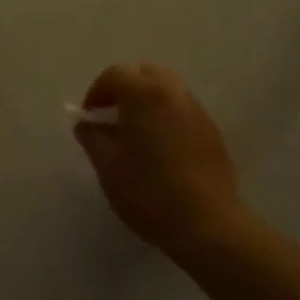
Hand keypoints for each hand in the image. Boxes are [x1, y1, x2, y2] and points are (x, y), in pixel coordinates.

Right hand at [75, 63, 243, 259]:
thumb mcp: (108, 166)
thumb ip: (92, 137)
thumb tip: (86, 123)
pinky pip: (184, 111)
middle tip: (114, 117)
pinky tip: (163, 150)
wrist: (208, 226)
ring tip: (138, 134)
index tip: (90, 118)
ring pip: (168, 90)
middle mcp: (173, 92)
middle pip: (145, 74)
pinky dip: (168, 118)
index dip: (96, 93)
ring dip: (148, 102)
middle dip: (126, 89)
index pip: (114, 75)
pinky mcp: (213, 132)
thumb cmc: (149, 192)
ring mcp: (197, 111)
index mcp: (144, 93)